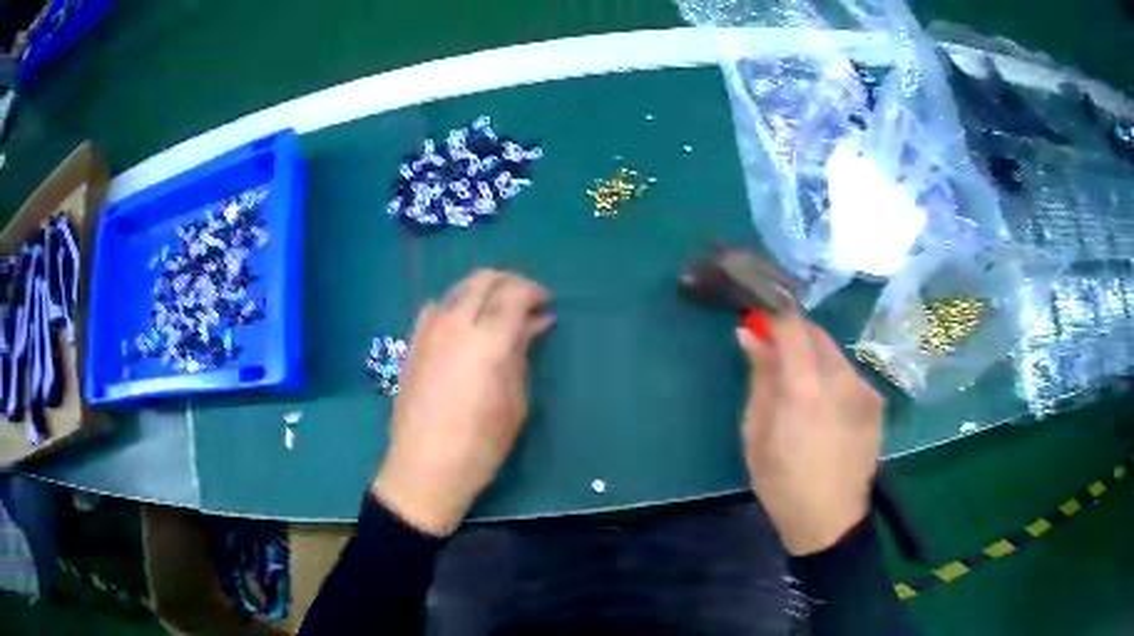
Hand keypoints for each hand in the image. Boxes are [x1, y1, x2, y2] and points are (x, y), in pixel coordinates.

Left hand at [373, 270, 554, 535]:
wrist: (424, 468)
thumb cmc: (480, 444)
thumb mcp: (514, 403)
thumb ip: (521, 354)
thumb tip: (535, 324)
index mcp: (487, 341)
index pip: (514, 294)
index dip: (535, 292)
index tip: (547, 305)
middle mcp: (455, 325)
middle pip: (484, 279)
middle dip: (510, 283)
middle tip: (525, 303)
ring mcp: (428, 332)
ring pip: (458, 289)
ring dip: (482, 291)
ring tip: (497, 313)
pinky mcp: (411, 344)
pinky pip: (435, 309)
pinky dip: (455, 306)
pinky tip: (462, 327)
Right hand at [737, 311, 883, 555]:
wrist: (830, 520)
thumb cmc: (781, 483)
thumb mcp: (756, 433)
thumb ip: (759, 378)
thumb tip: (750, 335)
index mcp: (805, 390)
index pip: (792, 325)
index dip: (773, 313)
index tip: (757, 315)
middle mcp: (841, 379)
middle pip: (816, 333)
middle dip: (793, 334)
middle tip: (773, 353)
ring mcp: (864, 389)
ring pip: (834, 353)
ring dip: (813, 357)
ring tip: (799, 387)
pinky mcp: (876, 402)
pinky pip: (848, 374)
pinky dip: (831, 377)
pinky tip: (824, 408)